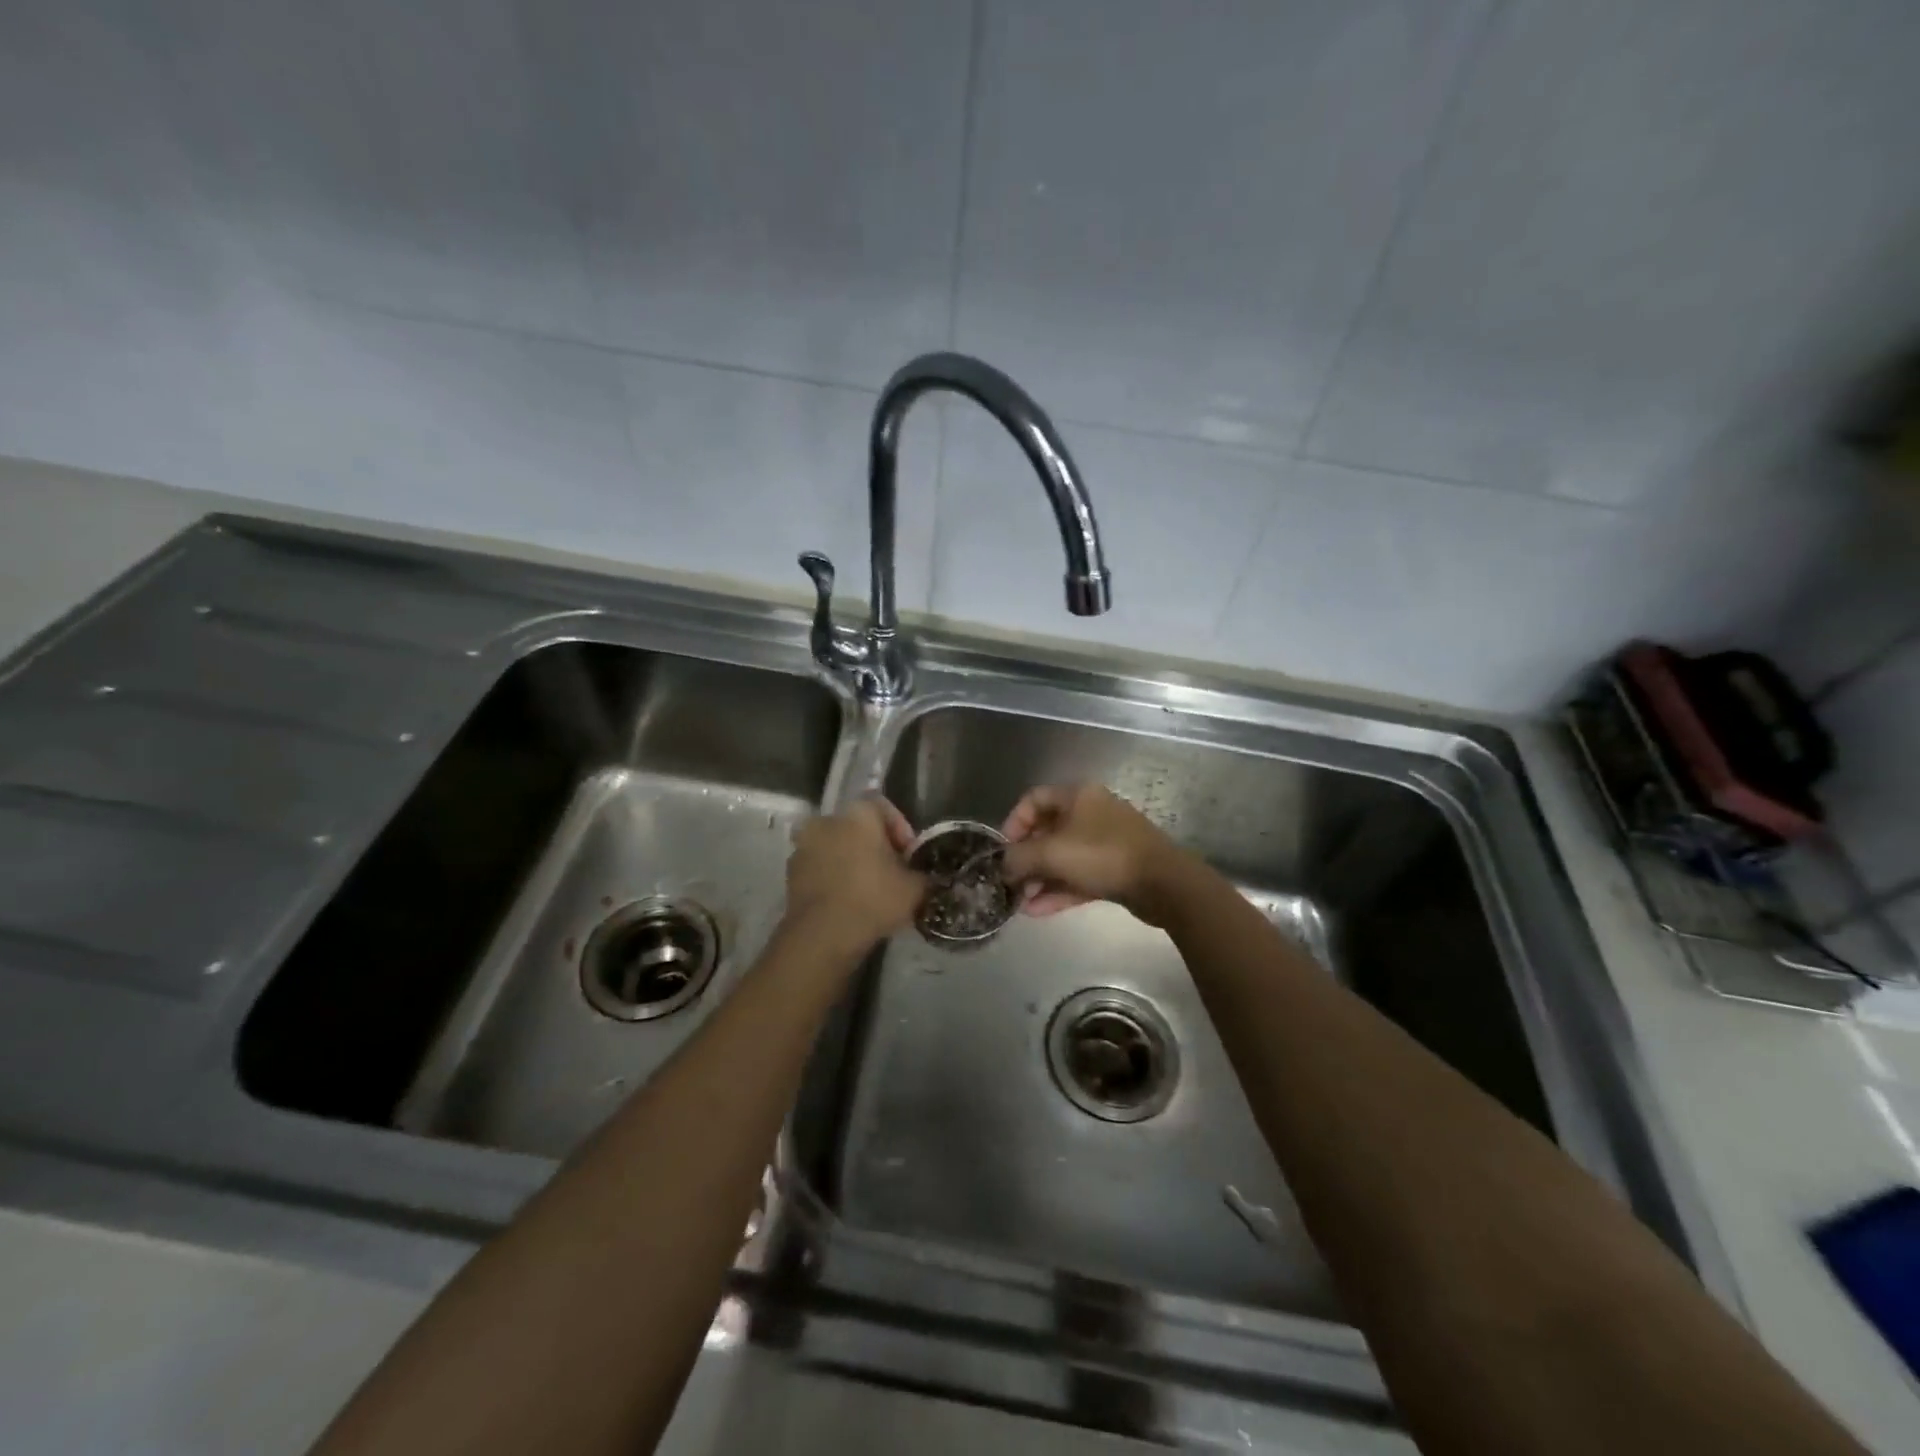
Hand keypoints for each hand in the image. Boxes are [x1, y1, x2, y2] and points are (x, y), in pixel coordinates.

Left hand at [784, 795, 924, 948]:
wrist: (822, 935)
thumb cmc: (873, 899)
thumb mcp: (915, 889)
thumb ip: (925, 876)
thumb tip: (929, 878)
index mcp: (858, 814)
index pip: (884, 808)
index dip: (901, 831)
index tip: (910, 858)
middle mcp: (826, 820)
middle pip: (858, 828)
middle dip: (875, 848)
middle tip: (892, 875)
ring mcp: (803, 847)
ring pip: (837, 848)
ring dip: (852, 863)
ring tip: (870, 892)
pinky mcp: (791, 874)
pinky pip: (820, 869)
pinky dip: (833, 880)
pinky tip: (848, 903)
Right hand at [999, 784, 1183, 922]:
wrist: (1163, 883)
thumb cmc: (1102, 855)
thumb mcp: (1051, 853)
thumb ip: (1019, 858)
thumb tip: (1003, 866)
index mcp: (1078, 796)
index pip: (1034, 799)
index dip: (1013, 822)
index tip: (1003, 850)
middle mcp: (1091, 813)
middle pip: (1048, 831)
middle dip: (1026, 858)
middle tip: (1010, 882)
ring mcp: (1106, 842)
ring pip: (1064, 857)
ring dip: (1040, 879)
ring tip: (1020, 903)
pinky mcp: (1116, 869)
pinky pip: (1079, 876)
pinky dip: (1059, 891)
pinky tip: (1037, 911)